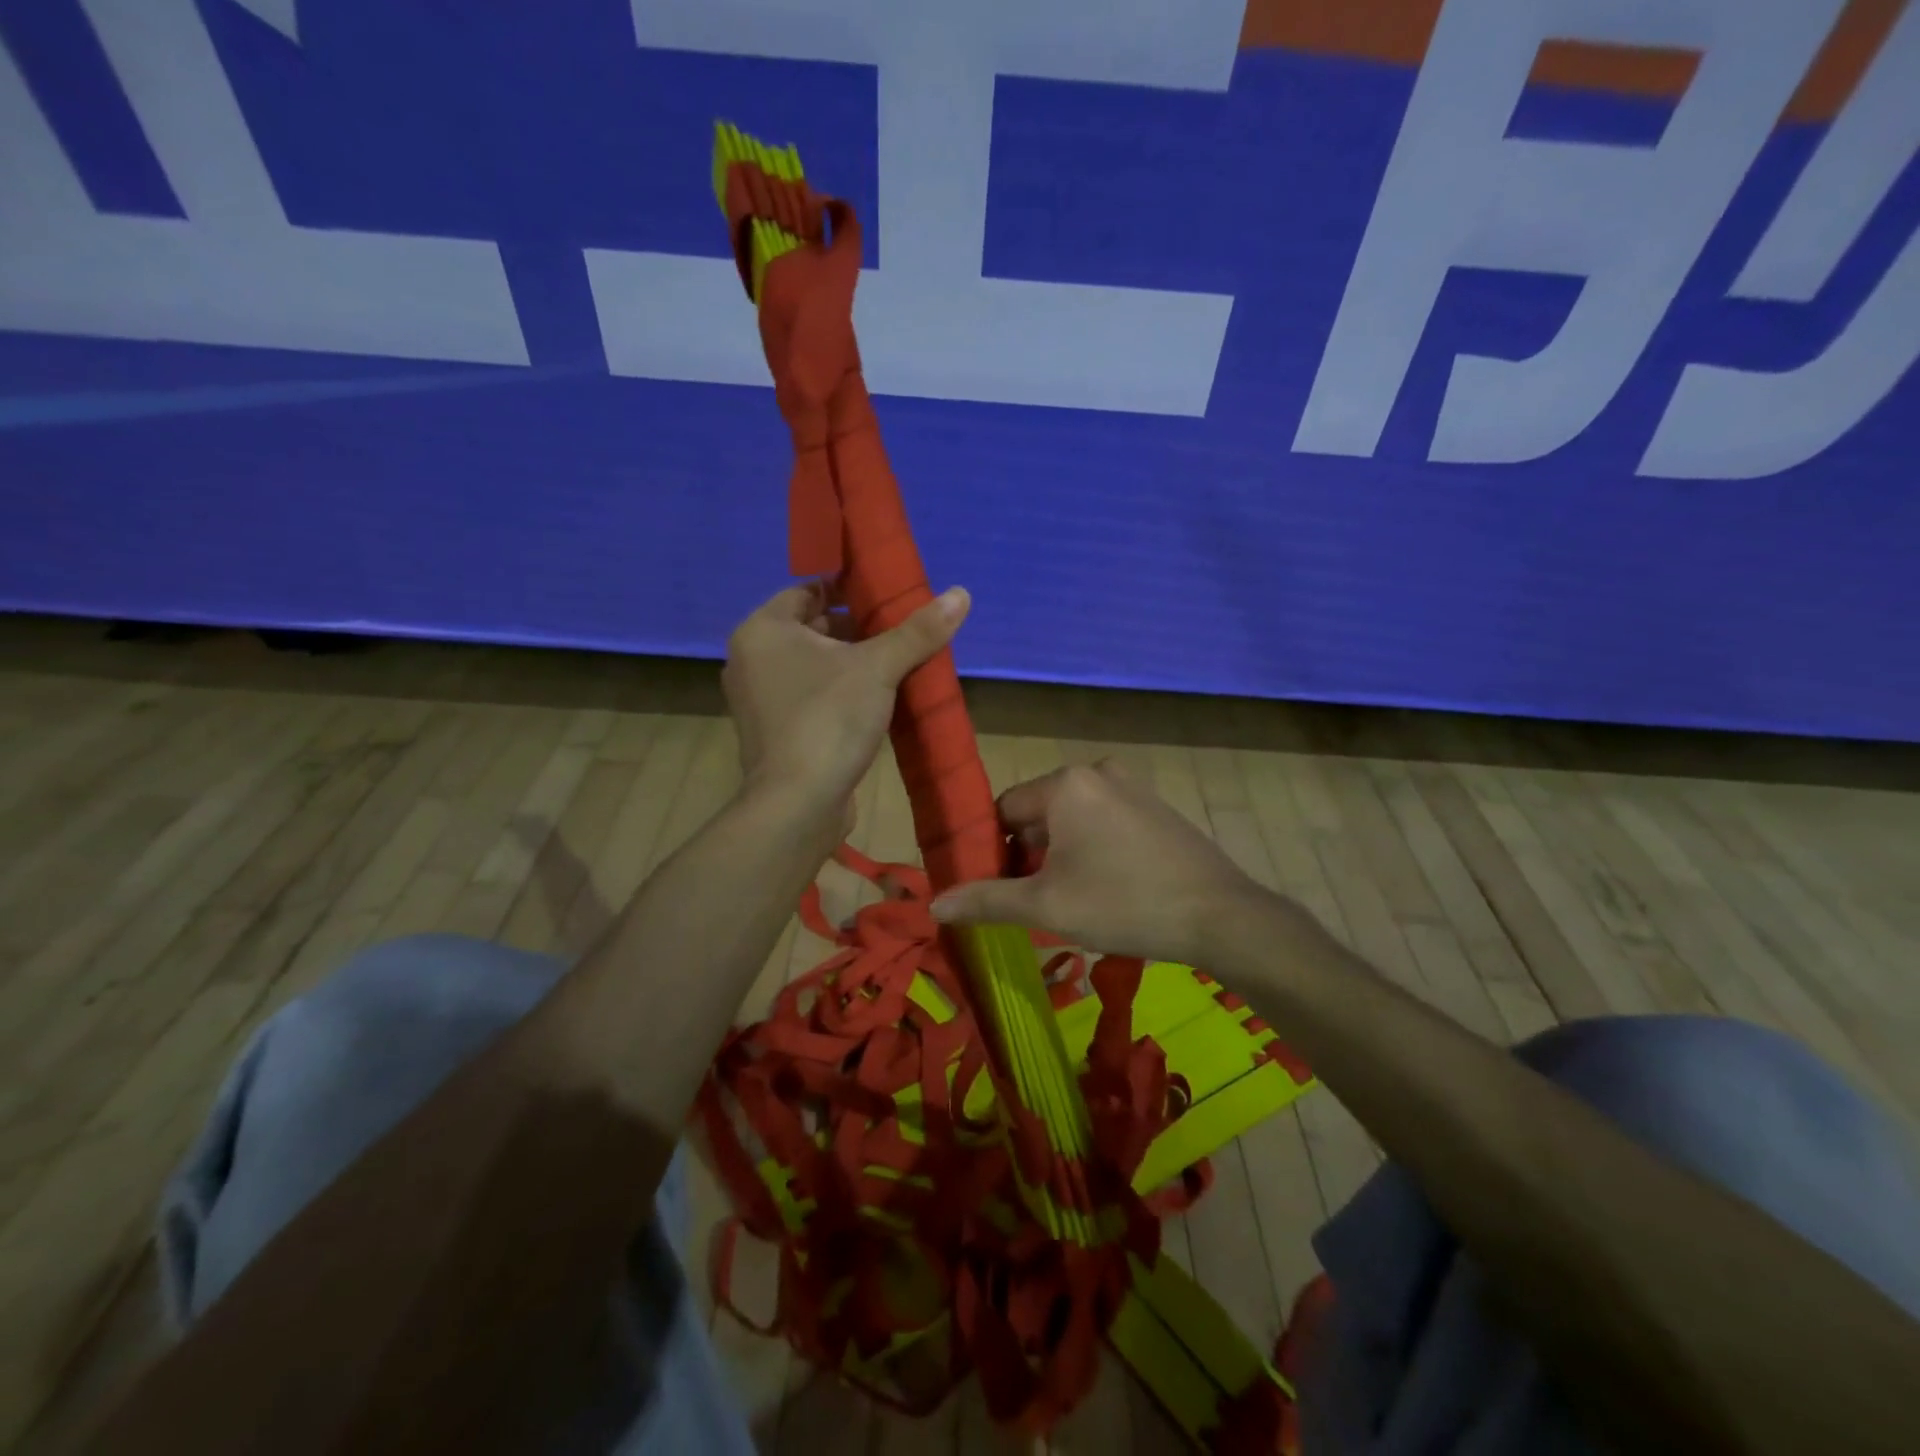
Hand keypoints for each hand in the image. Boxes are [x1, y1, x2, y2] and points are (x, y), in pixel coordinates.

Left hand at [723, 581, 969, 827]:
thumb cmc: (828, 720)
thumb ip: (918, 631)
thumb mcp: (879, 668)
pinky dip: (841, 692)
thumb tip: (961, 593)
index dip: (848, 587)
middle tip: (903, 628)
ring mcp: (761, 699)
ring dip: (854, 662)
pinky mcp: (776, 732)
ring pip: (815, 666)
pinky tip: (880, 699)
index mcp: (764, 631)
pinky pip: (813, 696)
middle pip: (813, 628)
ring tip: (901, 661)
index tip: (888, 592)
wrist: (797, 805)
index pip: (808, 590)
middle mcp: (753, 659)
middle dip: (859, 628)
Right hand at [929, 761, 1268, 965]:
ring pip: (1073, 820)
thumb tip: (934, 903)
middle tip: (1035, 902)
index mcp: (1065, 783)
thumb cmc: (1123, 903)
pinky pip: (1105, 822)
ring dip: (1061, 855)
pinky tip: (1107, 888)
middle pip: (1039, 814)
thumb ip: (986, 900)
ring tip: (1071, 901)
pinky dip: (1093, 849)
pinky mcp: (1156, 806)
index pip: (1004, 811)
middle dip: (1029, 855)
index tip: (998, 890)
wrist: (1221, 917)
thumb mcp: (1046, 906)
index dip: (993, 852)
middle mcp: (1097, 771)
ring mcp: (1132, 786)